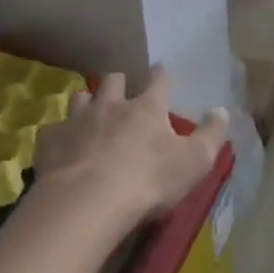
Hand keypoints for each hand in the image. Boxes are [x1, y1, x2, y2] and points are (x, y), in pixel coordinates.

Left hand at [35, 69, 227, 224]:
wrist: (87, 203)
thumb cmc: (148, 181)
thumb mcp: (194, 162)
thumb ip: (211, 134)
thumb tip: (222, 109)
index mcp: (147, 107)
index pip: (158, 80)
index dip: (161, 74)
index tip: (161, 70)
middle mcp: (111, 104)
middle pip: (113, 79)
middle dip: (118, 82)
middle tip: (121, 93)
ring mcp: (77, 119)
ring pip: (81, 97)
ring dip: (87, 103)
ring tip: (90, 114)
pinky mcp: (51, 141)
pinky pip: (53, 129)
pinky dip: (60, 135)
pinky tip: (62, 146)